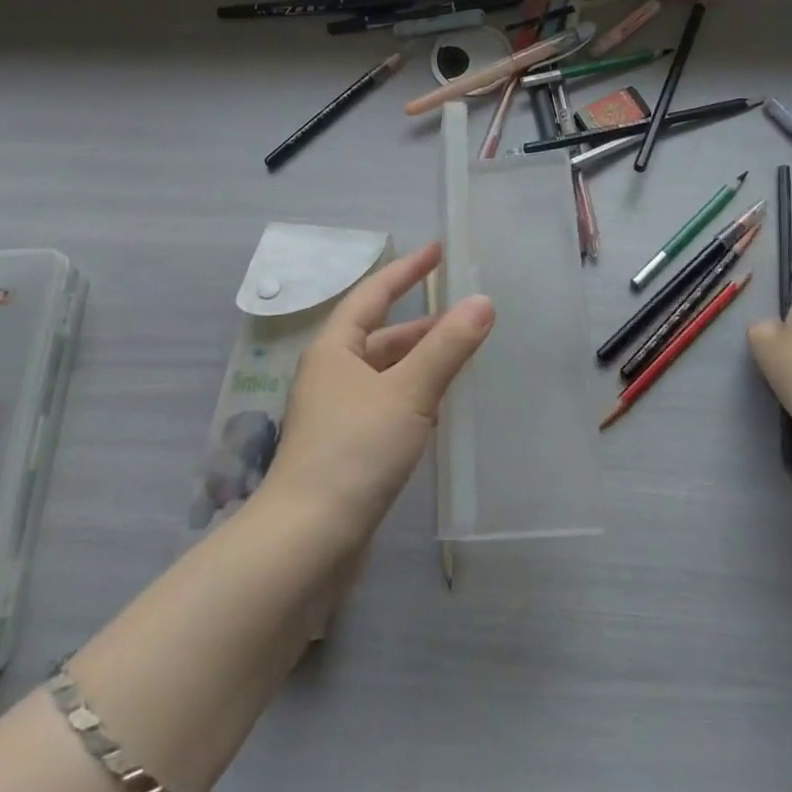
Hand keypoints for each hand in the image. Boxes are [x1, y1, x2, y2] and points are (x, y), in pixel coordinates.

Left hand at [260, 242, 493, 550]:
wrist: (308, 540)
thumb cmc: (355, 450)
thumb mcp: (408, 391)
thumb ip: (447, 347)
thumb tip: (483, 301)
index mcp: (335, 349)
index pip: (373, 294)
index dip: (406, 270)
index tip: (438, 250)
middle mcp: (332, 374)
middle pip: (381, 335)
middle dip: (422, 322)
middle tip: (466, 311)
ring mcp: (338, 414)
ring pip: (386, 373)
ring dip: (421, 361)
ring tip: (463, 354)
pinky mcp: (349, 448)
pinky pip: (388, 405)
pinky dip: (415, 395)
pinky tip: (440, 407)